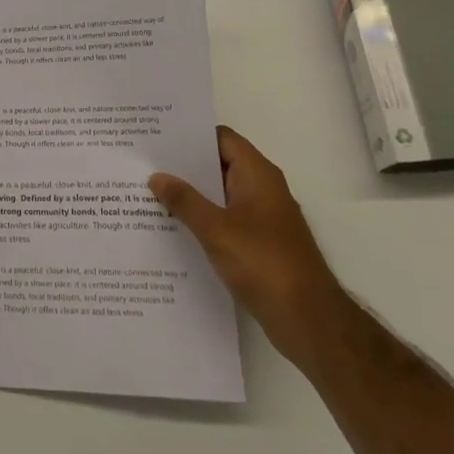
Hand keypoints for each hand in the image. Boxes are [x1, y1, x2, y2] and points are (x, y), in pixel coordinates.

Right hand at [150, 126, 346, 367]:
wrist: (308, 319)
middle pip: (219, 165)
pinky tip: (172, 228)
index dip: (191, 134)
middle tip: (145, 163)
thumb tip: (157, 176)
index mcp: (258, 175)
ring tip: (149, 193)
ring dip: (191, 195)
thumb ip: (184, 201)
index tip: (157, 136)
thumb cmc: (264, 263)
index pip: (221, 138)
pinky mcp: (260, 244)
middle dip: (184, 165)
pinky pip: (225, 220)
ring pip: (220, 195)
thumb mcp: (216, 229)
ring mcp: (262, 218)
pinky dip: (202, 220)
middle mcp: (262, 189)